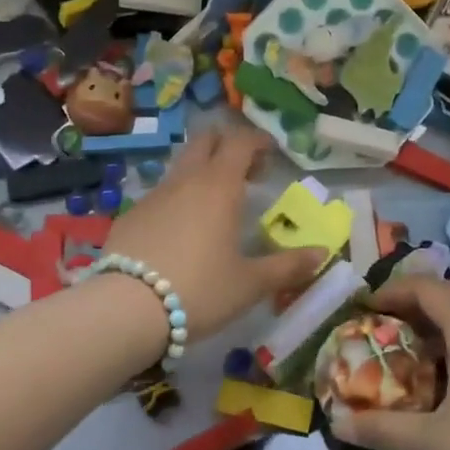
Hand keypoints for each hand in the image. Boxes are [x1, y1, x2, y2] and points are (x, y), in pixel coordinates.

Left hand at [103, 126, 324, 340]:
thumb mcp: (250, 283)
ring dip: (201, 172)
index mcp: (219, 186)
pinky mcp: (131, 215)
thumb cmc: (200, 290)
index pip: (240, 142)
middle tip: (245, 173)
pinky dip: (178, 198)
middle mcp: (186, 180)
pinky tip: (181, 232)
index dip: (257, 141)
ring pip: (181, 166)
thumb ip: (288, 266)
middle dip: (227, 146)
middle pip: (205, 141)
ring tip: (215, 205)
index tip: (271, 154)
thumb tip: (323, 253)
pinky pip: (161, 194)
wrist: (127, 309)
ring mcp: (154, 195)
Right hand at [328, 276, 449, 449]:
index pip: (424, 287)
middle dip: (407, 308)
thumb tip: (338, 424)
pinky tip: (442, 384)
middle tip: (377, 331)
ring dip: (431, 328)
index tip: (363, 309)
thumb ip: (385, 430)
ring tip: (403, 356)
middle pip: (443, 297)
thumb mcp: (436, 440)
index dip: (390, 291)